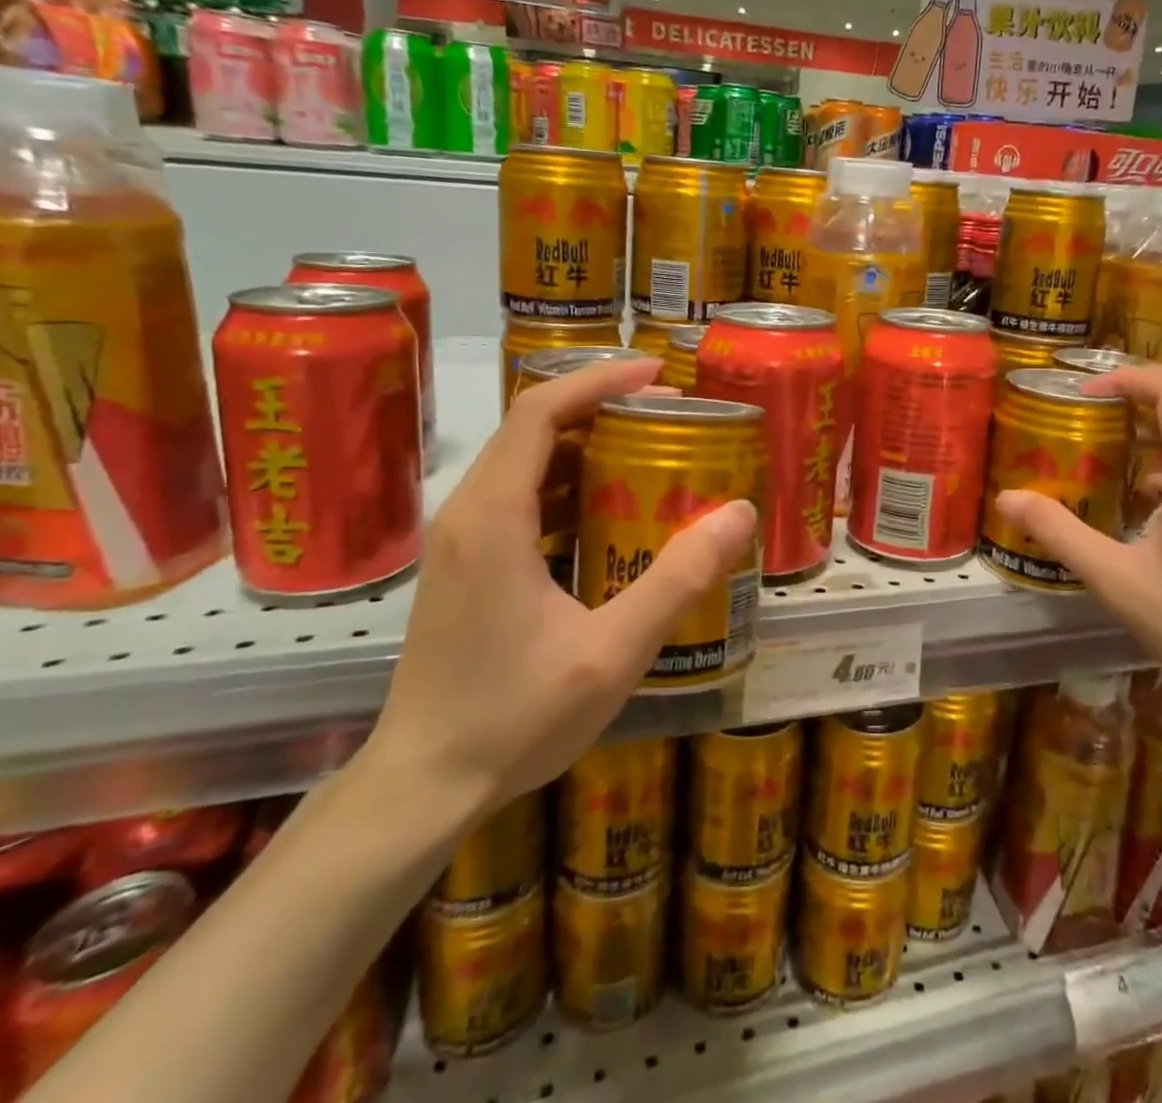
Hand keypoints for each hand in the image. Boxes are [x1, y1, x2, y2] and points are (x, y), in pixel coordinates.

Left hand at [362, 357, 756, 819]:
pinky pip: (519, 498)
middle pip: (532, 427)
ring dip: (585, 446)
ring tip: (649, 453)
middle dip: (600, 407)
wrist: (422, 786)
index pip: (539, 412)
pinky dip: (568, 486)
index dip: (598, 380)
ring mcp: (460, 540)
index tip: (657, 375)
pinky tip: (611, 513)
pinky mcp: (464, 565)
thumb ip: (678, 579)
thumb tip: (739, 512)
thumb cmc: (513, 718)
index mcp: (493, 518)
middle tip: (669, 416)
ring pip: (524, 462)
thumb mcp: (612, 652)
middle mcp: (467, 514)